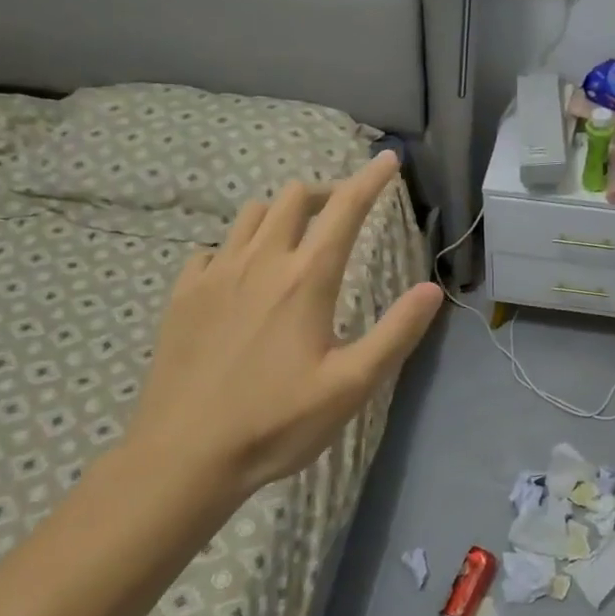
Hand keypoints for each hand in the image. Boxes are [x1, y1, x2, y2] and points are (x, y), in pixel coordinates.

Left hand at [116, 151, 442, 525]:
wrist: (185, 456)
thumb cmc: (277, 422)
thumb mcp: (352, 385)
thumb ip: (396, 332)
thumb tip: (432, 288)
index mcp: (306, 279)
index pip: (345, 211)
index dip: (370, 180)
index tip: (387, 159)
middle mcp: (260, 262)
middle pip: (294, 198)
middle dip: (325, 193)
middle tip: (343, 212)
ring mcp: (215, 274)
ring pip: (251, 214)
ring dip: (281, 213)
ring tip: (295, 239)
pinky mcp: (183, 294)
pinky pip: (212, 248)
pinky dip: (236, 247)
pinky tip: (240, 276)